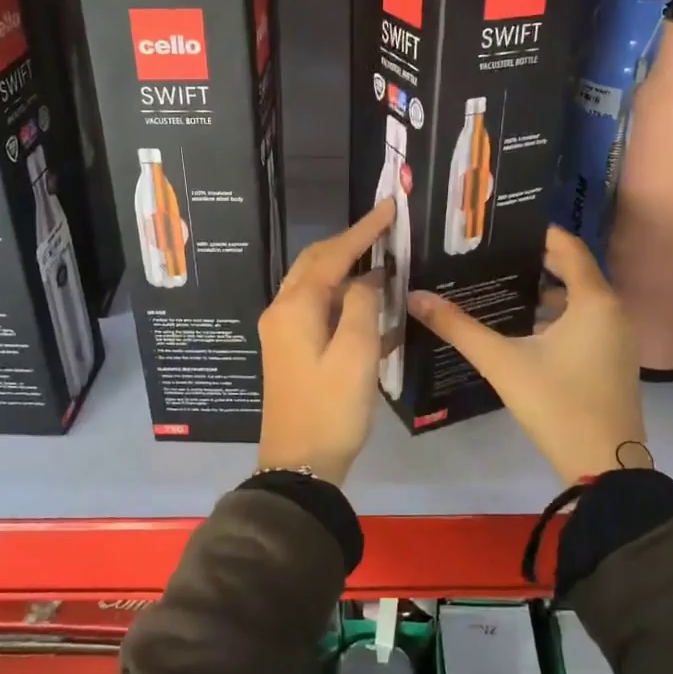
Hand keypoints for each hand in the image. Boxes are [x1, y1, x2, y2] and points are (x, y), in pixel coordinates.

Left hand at [257, 198, 396, 483]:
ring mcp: (284, 331)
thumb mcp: (356, 355)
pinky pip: (318, 308)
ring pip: (316, 284)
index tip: (390, 207)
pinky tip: (370, 304)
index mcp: (296, 307)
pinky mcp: (291, 349)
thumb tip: (367, 278)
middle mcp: (283, 311)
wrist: (299, 466)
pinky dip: (342, 298)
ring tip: (381, 257)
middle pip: (316, 262)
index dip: (363, 230)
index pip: (332, 254)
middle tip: (384, 229)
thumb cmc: (331, 409)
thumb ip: (362, 306)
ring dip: (346, 268)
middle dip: (349, 242)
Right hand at [409, 227, 646, 485]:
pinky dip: (558, 317)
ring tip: (500, 288)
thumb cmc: (556, 404)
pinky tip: (523, 329)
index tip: (502, 229)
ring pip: (580, 301)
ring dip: (545, 292)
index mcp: (594, 301)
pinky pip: (586, 322)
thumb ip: (458, 327)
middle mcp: (613, 312)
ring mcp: (618, 339)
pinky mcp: (614, 361)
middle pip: (574, 271)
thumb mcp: (502, 362)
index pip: (568, 247)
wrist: (605, 467)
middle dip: (534, 262)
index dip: (538, 233)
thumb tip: (416, 297)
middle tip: (492, 256)